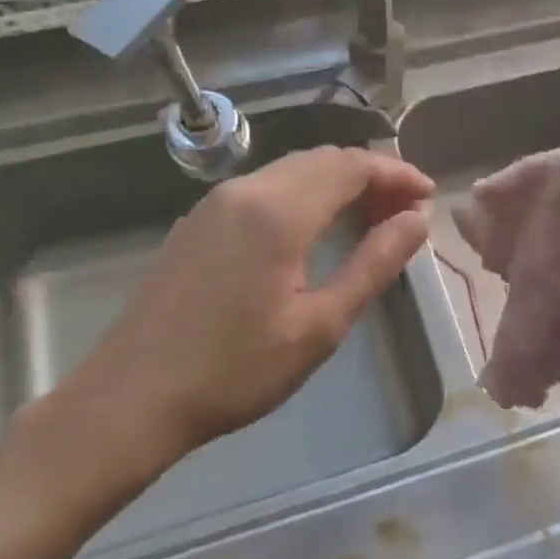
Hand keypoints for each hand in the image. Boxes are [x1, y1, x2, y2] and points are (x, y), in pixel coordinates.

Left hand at [18, 146, 432, 521]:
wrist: (131, 398)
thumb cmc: (235, 370)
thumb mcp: (319, 326)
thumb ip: (373, 265)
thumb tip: (417, 221)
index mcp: (279, 212)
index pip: (351, 166)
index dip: (396, 174)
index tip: (428, 195)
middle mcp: (245, 190)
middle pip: (322, 160)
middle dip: (371, 175)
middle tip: (405, 211)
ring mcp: (215, 203)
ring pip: (292, 170)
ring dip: (337, 183)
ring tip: (370, 217)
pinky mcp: (198, 222)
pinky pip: (265, 187)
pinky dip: (304, 194)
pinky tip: (316, 228)